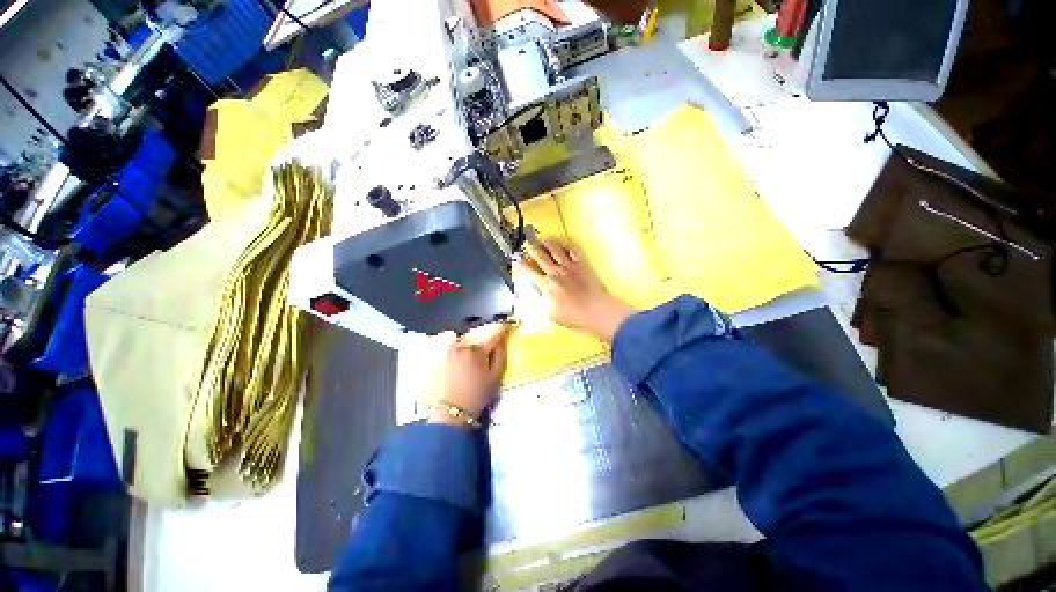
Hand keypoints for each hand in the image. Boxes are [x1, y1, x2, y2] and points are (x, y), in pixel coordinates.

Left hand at [424, 323, 511, 426]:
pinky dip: (457, 350)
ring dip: (470, 348)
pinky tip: (460, 362)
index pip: (492, 336)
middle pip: (477, 340)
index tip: (506, 326)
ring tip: (472, 362)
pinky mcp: (440, 359)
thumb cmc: (478, 394)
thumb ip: (500, 355)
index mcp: (477, 351)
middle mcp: (462, 347)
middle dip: (483, 344)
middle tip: (486, 355)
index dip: (500, 330)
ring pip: (464, 344)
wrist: (453, 410)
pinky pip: (451, 348)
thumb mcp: (496, 377)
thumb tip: (501, 341)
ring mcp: (449, 352)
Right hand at [514, 241, 637, 342]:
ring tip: (543, 239)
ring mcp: (569, 267)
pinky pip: (573, 251)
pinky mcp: (581, 265)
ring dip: (547, 243)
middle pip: (541, 256)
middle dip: (532, 248)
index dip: (522, 265)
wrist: (594, 310)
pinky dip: (567, 245)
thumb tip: (536, 293)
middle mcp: (556, 273)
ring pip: (555, 250)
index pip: (529, 272)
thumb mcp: (549, 313)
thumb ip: (540, 300)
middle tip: (528, 243)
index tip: (518, 260)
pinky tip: (564, 244)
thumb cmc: (573, 315)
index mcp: (546, 285)